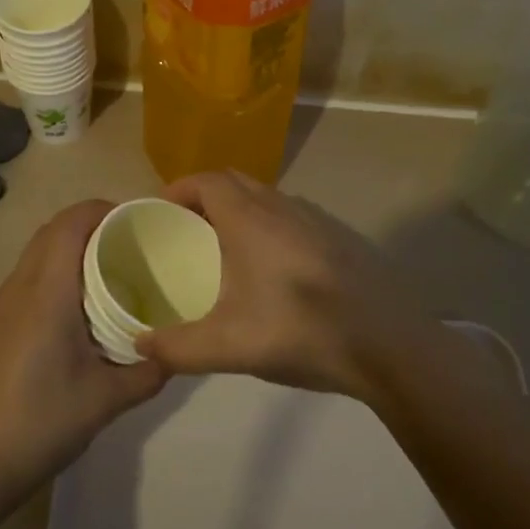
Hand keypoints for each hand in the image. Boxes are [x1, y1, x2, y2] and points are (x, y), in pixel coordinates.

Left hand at [0, 200, 164, 528]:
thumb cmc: (43, 423)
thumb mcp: (107, 399)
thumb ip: (149, 370)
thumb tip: (177, 352)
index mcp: (46, 295)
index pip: (69, 225)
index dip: (101, 211)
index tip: (135, 221)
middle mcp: (17, 289)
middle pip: (51, 232)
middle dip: (89, 225)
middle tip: (128, 245)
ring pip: (34, 255)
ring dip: (68, 250)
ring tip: (106, 274)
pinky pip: (24, 280)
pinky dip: (51, 274)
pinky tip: (72, 310)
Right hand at [136, 170, 451, 401]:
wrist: (389, 344)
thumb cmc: (300, 331)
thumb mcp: (228, 347)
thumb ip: (177, 347)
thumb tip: (139, 344)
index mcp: (250, 218)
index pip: (207, 180)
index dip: (179, 189)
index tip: (160, 212)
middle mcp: (284, 206)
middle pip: (236, 183)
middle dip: (205, 199)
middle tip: (187, 232)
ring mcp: (318, 219)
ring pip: (268, 199)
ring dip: (241, 213)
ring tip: (226, 252)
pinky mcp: (342, 238)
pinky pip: (293, 218)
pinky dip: (271, 228)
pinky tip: (274, 273)